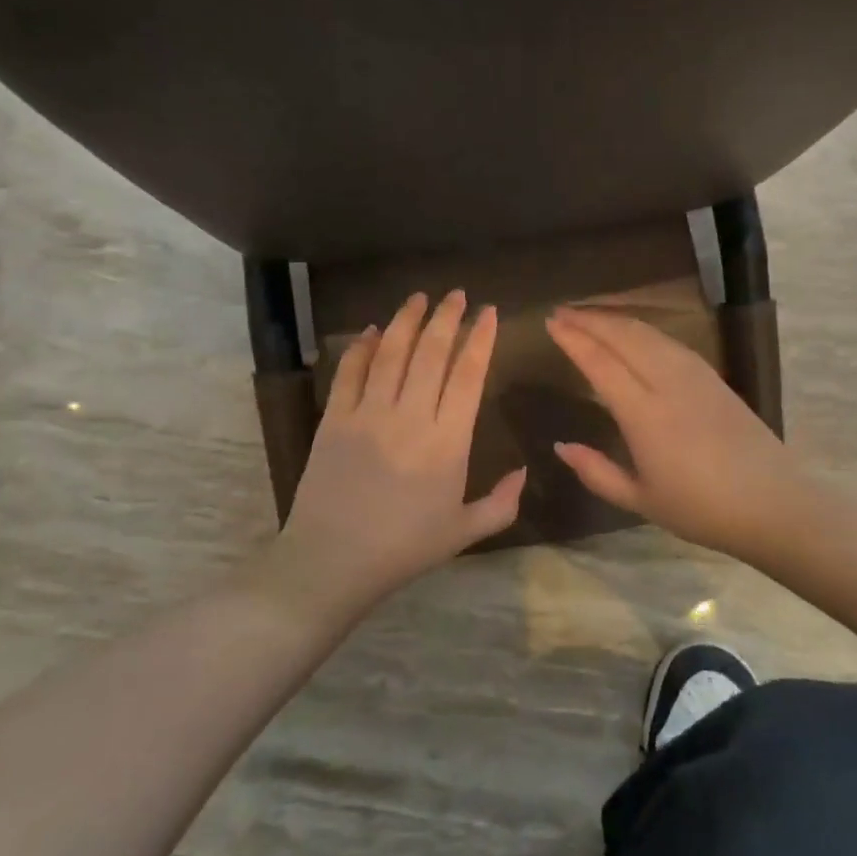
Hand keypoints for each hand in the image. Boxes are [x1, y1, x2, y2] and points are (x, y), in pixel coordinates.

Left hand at [279, 290, 523, 605]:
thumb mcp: (465, 533)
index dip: (480, 339)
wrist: (332, 561)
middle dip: (447, 318)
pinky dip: (359, 348)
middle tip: (457, 294)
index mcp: (448, 442)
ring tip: (419, 298)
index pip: (468, 375)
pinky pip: (349, 372)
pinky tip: (369, 331)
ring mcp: (367, 414)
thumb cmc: (404, 548)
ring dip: (406, 321)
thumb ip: (502, 503)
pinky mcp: (333, 419)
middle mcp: (410, 416)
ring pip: (390, 353)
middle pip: (431, 353)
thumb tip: (525, 471)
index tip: (489, 313)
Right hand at [546, 307, 813, 559]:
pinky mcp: (714, 378)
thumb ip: (596, 472)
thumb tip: (561, 446)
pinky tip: (634, 333)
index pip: (600, 363)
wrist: (773, 504)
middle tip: (561, 311)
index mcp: (645, 415)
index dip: (574, 339)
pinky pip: (670, 342)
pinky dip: (643, 329)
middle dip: (590, 319)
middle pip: (624, 337)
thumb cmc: (701, 509)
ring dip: (616, 319)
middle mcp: (668, 384)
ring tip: (590, 315)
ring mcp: (696, 376)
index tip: (551, 323)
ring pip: (649, 333)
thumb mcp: (640, 500)